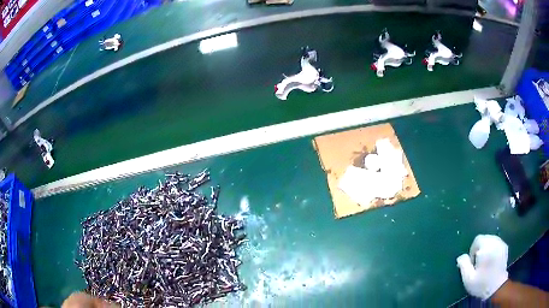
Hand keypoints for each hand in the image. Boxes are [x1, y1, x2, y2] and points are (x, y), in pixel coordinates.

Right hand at [456, 234, 508, 299]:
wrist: (497, 287)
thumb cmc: (481, 283)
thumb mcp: (468, 278)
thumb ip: (464, 265)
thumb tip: (461, 257)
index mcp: (486, 247)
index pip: (477, 240)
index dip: (472, 251)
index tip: (472, 264)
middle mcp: (495, 242)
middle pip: (485, 239)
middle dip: (480, 249)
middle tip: (478, 264)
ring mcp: (501, 244)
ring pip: (491, 240)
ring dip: (486, 249)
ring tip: (485, 262)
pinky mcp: (505, 247)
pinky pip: (496, 243)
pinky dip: (492, 249)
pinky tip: (491, 261)